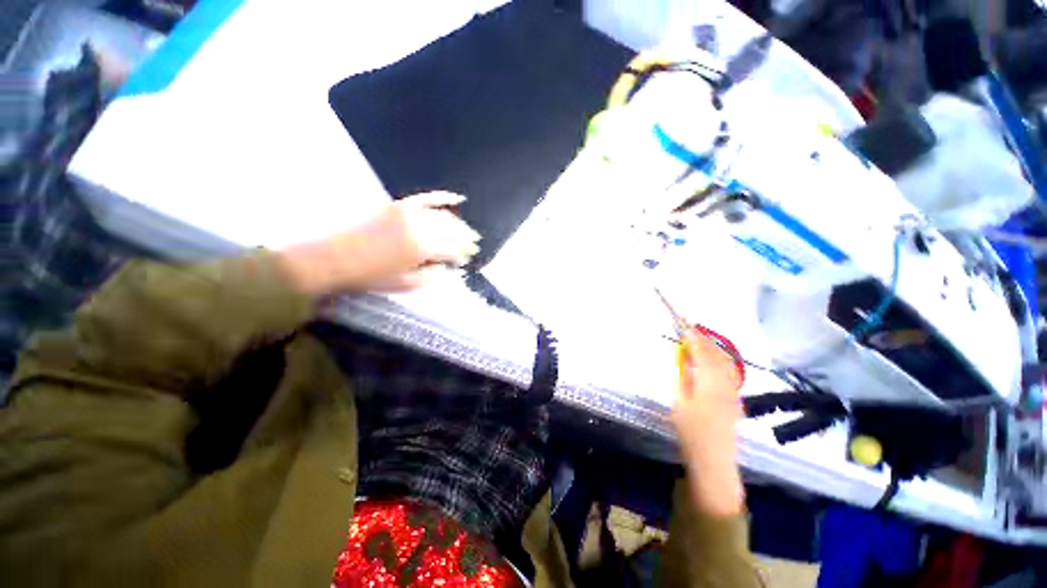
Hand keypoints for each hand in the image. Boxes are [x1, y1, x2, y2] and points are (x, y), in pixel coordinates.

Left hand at [278, 192, 480, 294]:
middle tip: (474, 244)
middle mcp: (420, 227)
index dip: (462, 255)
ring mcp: (410, 213)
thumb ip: (432, 276)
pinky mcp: (399, 205)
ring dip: (459, 223)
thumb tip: (447, 268)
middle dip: (466, 238)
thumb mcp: (406, 285)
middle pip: (453, 230)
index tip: (466, 260)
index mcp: (422, 249)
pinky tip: (457, 198)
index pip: (453, 249)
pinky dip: (443, 197)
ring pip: (444, 215)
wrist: (336, 258)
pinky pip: (427, 198)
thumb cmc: (372, 276)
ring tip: (466, 231)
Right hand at [671, 328, 745, 516]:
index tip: (683, 322)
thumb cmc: (690, 431)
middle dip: (702, 337)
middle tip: (689, 326)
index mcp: (708, 381)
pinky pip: (729, 370)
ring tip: (699, 338)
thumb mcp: (678, 402)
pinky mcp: (735, 398)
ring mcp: (733, 390)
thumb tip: (684, 358)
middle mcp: (725, 382)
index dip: (692, 335)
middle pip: (716, 353)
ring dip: (712, 346)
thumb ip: (682, 377)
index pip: (701, 351)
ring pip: (725, 360)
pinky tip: (712, 359)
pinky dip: (719, 358)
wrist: (714, 460)